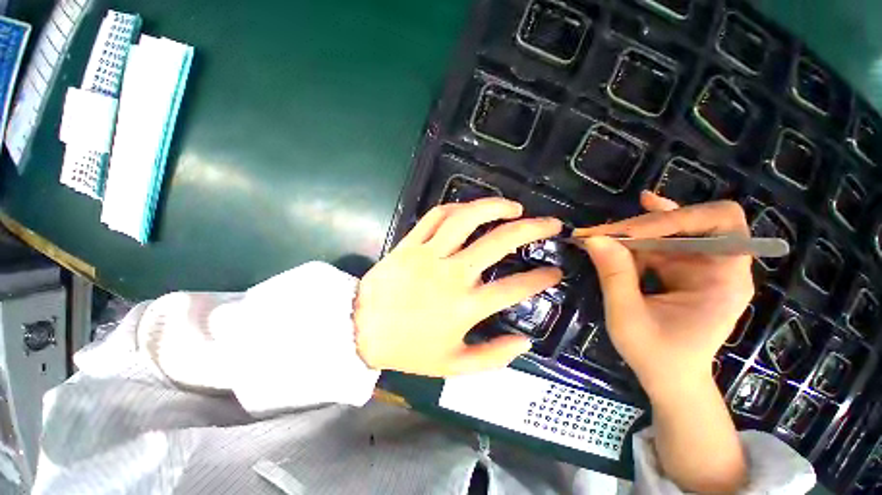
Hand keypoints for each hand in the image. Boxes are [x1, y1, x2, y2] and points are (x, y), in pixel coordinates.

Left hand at [354, 198, 562, 376]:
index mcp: (465, 306)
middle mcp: (452, 274)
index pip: (515, 288)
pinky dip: (456, 208)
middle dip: (532, 229)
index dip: (541, 279)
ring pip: (466, 218)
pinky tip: (469, 209)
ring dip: (494, 207)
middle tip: (550, 223)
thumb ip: (493, 358)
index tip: (556, 272)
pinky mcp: (410, 243)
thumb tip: (525, 342)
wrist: (360, 329)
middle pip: (499, 242)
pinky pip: (436, 216)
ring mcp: (429, 254)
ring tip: (513, 207)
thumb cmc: (408, 349)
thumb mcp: (454, 366)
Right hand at [578, 191, 753, 398]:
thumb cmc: (656, 354)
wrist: (669, 376)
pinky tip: (624, 227)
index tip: (631, 233)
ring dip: (637, 228)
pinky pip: (661, 242)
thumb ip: (614, 275)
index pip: (721, 224)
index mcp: (725, 279)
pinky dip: (639, 235)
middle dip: (650, 222)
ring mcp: (700, 265)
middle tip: (609, 231)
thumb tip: (594, 238)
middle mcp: (720, 265)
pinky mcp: (681, 268)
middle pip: (695, 221)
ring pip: (673, 229)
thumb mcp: (628, 316)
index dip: (678, 218)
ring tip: (603, 233)